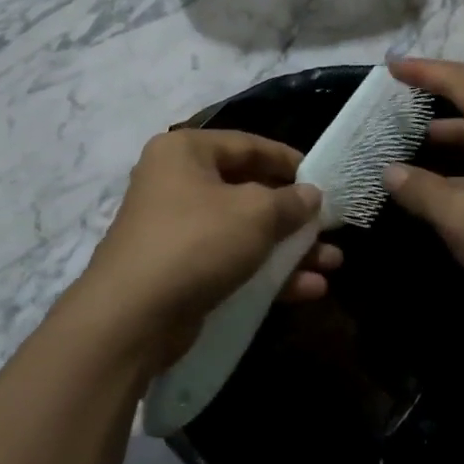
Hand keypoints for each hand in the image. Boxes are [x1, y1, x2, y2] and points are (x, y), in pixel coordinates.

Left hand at [71, 128, 342, 370]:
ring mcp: (178, 231)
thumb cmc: (196, 243)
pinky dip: (269, 273)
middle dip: (295, 215)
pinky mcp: (182, 271)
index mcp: (185, 153)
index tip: (323, 177)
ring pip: (245, 232)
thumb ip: (291, 201)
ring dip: (290, 248)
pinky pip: (233, 262)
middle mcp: (178, 184)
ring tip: (331, 263)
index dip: (289, 160)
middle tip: (330, 227)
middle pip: (249, 191)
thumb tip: (311, 196)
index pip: (248, 145)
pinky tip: (310, 288)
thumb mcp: (254, 214)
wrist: (131, 319)